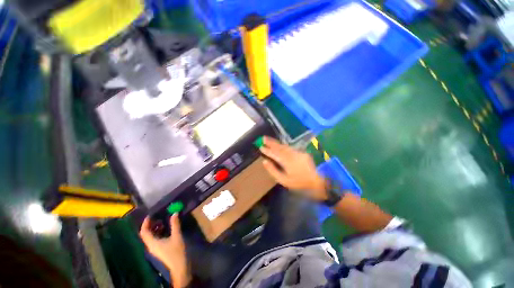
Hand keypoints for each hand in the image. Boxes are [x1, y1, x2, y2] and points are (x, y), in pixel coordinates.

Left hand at [140, 214, 190, 287]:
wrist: (179, 266)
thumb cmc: (176, 251)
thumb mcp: (177, 236)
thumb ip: (175, 224)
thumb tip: (174, 213)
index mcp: (152, 243)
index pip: (144, 232)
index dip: (145, 223)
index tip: (151, 215)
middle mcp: (151, 245)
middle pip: (146, 234)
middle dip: (151, 224)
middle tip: (158, 216)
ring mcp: (155, 248)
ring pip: (151, 236)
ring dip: (155, 228)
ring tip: (163, 221)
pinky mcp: (159, 250)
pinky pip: (155, 239)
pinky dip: (159, 232)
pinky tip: (166, 228)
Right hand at [260, 137, 327, 201]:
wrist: (317, 180)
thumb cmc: (299, 182)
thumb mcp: (284, 180)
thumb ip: (273, 170)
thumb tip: (264, 161)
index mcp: (286, 161)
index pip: (274, 153)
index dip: (267, 150)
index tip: (260, 147)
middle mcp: (291, 154)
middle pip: (279, 147)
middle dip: (271, 142)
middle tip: (263, 138)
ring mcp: (296, 152)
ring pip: (284, 146)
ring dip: (276, 143)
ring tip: (269, 140)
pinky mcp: (300, 152)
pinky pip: (289, 147)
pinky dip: (282, 145)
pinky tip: (279, 145)